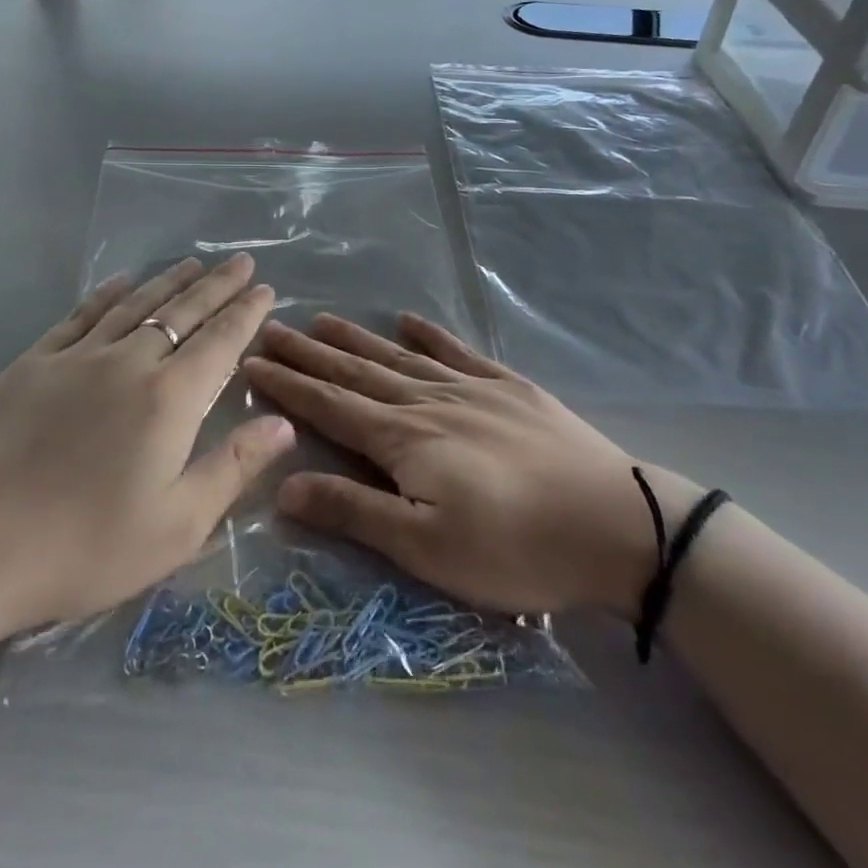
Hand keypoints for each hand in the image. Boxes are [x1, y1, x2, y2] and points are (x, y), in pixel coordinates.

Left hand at [0, 255, 292, 634]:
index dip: (246, 312)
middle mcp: (128, 362)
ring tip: (194, 264)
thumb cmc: (85, 546)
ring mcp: (77, 357)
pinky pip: (81, 314)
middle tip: (242, 261)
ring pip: (135, 304)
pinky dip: (108, 293)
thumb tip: (284, 423)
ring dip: (169, 281)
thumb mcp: (177, 525)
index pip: (220, 341)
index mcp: (169, 398)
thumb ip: (234, 467)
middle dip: (217, 285)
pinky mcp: (34, 362)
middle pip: (182, 312)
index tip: (266, 289)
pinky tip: (121, 281)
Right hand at [243, 313, 702, 617]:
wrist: (616, 524)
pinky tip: (411, 320)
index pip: (329, 404)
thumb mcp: (426, 546)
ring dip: (357, 338)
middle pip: (355, 371)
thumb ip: (354, 511)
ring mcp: (470, 388)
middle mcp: (427, 401)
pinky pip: (458, 351)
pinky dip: (430, 335)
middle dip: (309, 352)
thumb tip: (282, 486)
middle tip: (272, 328)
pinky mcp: (510, 388)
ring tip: (322, 320)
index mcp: (403, 439)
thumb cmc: (515, 547)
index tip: (251, 361)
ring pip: (397, 356)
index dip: (287, 384)